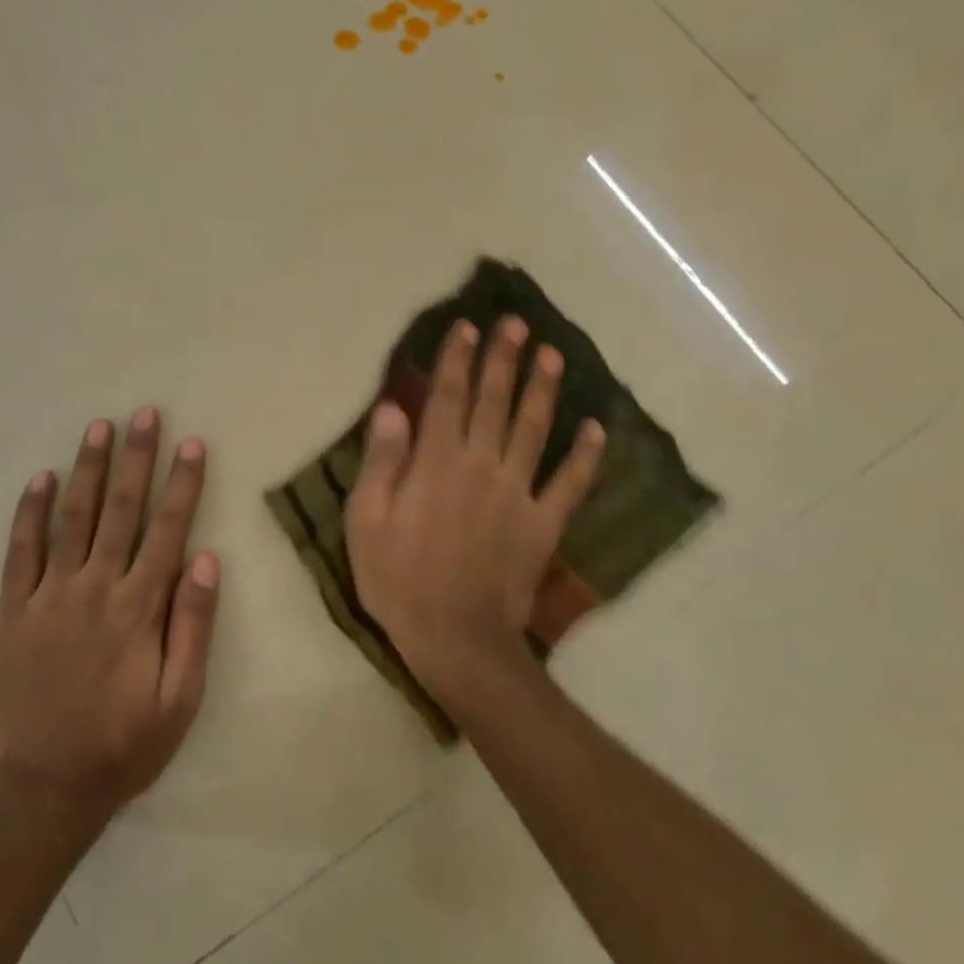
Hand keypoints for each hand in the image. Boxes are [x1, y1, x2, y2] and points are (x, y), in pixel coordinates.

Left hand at [0, 407, 219, 816]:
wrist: (43, 788)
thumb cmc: (124, 745)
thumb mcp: (181, 699)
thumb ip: (194, 625)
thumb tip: (207, 558)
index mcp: (139, 607)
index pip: (167, 530)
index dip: (182, 484)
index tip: (192, 443)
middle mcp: (95, 588)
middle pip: (121, 510)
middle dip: (136, 458)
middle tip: (144, 414)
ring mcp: (49, 596)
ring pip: (72, 518)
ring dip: (88, 470)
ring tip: (99, 428)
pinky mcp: (13, 610)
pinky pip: (20, 552)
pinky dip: (28, 513)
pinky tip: (38, 479)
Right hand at [344, 316, 604, 697]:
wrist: (456, 639)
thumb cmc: (399, 580)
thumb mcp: (366, 521)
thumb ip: (382, 461)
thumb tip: (392, 408)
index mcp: (436, 462)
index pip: (446, 397)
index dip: (457, 359)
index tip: (468, 326)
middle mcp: (481, 465)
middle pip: (494, 402)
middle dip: (504, 359)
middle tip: (517, 324)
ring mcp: (517, 493)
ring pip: (534, 429)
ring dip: (544, 389)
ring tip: (553, 354)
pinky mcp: (543, 524)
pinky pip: (570, 483)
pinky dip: (586, 456)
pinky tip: (597, 428)